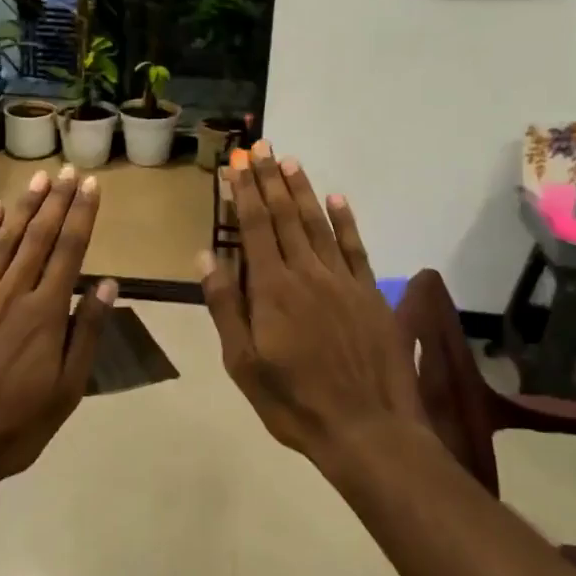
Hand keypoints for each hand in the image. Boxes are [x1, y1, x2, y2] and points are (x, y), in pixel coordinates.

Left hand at [0, 166, 116, 485]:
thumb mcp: (67, 390)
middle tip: (67, 171)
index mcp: (45, 315)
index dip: (81, 216)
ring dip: (23, 209)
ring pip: (4, 243)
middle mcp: (12, 295)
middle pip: (38, 238)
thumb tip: (108, 284)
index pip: (69, 252)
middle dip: (56, 202)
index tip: (90, 186)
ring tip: (38, 180)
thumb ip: (86, 333)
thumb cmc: (15, 427)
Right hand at [200, 142, 424, 464]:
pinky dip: (345, 220)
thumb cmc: (293, 401)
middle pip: (284, 217)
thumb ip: (225, 306)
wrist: (366, 428)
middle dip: (270, 180)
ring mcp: (342, 281)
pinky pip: (355, 247)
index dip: (244, 192)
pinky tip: (337, 199)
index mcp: (271, 289)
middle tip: (261, 147)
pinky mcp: (369, 294)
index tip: (237, 163)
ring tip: (290, 161)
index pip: (253, 227)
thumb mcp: (242, 363)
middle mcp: (306, 273)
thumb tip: (206, 256)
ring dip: (302, 191)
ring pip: (318, 224)